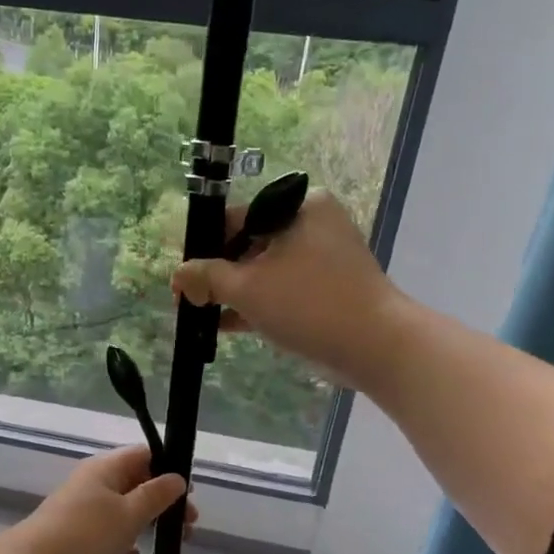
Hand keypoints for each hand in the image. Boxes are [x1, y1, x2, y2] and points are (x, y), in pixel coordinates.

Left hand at [12, 445, 195, 553]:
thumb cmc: (87, 535)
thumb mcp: (129, 514)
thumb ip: (156, 495)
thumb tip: (177, 477)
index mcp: (106, 468)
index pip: (145, 455)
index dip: (170, 470)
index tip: (189, 495)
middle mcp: (93, 481)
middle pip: (137, 481)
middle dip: (164, 501)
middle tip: (189, 525)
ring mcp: (82, 506)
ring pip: (124, 506)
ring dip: (148, 521)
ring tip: (171, 542)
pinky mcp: (75, 531)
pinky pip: (108, 528)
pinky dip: (125, 537)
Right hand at [170, 189, 410, 395]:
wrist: (376, 346)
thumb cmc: (308, 304)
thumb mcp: (248, 289)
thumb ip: (207, 278)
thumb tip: (178, 275)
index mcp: (298, 206)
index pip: (235, 218)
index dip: (202, 248)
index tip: (182, 277)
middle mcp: (312, 223)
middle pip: (249, 244)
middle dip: (217, 275)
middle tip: (189, 300)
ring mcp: (323, 257)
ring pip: (265, 270)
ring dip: (233, 293)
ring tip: (202, 315)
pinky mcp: (328, 288)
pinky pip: (282, 289)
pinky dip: (257, 304)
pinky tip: (225, 325)